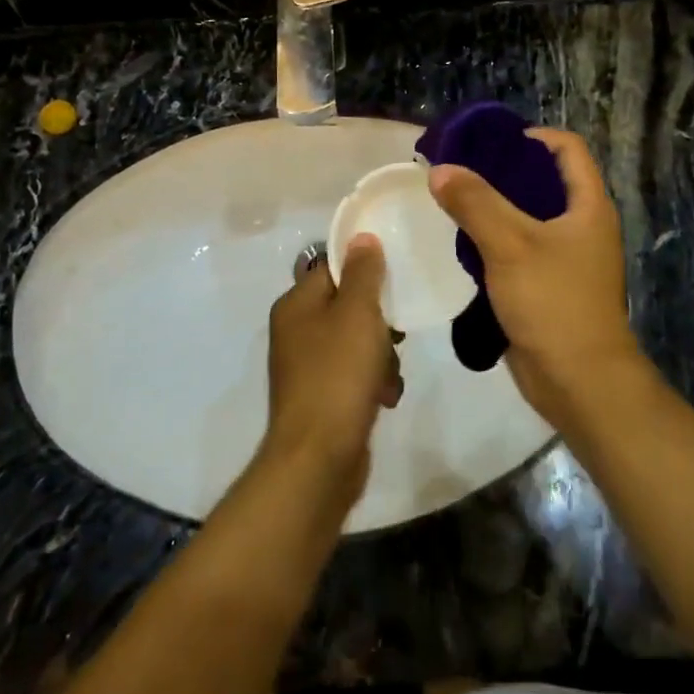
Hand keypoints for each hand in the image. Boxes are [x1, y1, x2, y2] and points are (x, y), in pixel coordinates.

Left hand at [264, 235, 400, 496]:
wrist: (319, 457)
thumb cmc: (338, 374)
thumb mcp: (357, 314)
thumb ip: (363, 273)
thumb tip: (361, 237)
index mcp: (296, 305)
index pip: (332, 268)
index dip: (365, 271)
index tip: (396, 279)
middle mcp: (296, 332)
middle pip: (349, 307)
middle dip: (380, 323)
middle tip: (396, 335)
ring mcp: (308, 367)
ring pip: (358, 344)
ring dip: (382, 357)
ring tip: (389, 376)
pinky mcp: (323, 398)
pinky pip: (355, 376)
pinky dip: (374, 383)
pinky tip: (385, 398)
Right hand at [429, 130, 640, 414]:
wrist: (578, 380)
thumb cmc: (554, 302)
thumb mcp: (511, 245)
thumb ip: (475, 203)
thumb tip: (440, 169)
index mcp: (588, 207)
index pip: (567, 149)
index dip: (532, 137)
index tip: (489, 143)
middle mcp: (582, 227)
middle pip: (544, 182)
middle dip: (503, 172)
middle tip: (459, 171)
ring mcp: (566, 259)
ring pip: (528, 218)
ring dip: (494, 208)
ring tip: (453, 202)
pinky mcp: (547, 287)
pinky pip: (518, 251)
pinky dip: (493, 241)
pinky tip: (462, 244)